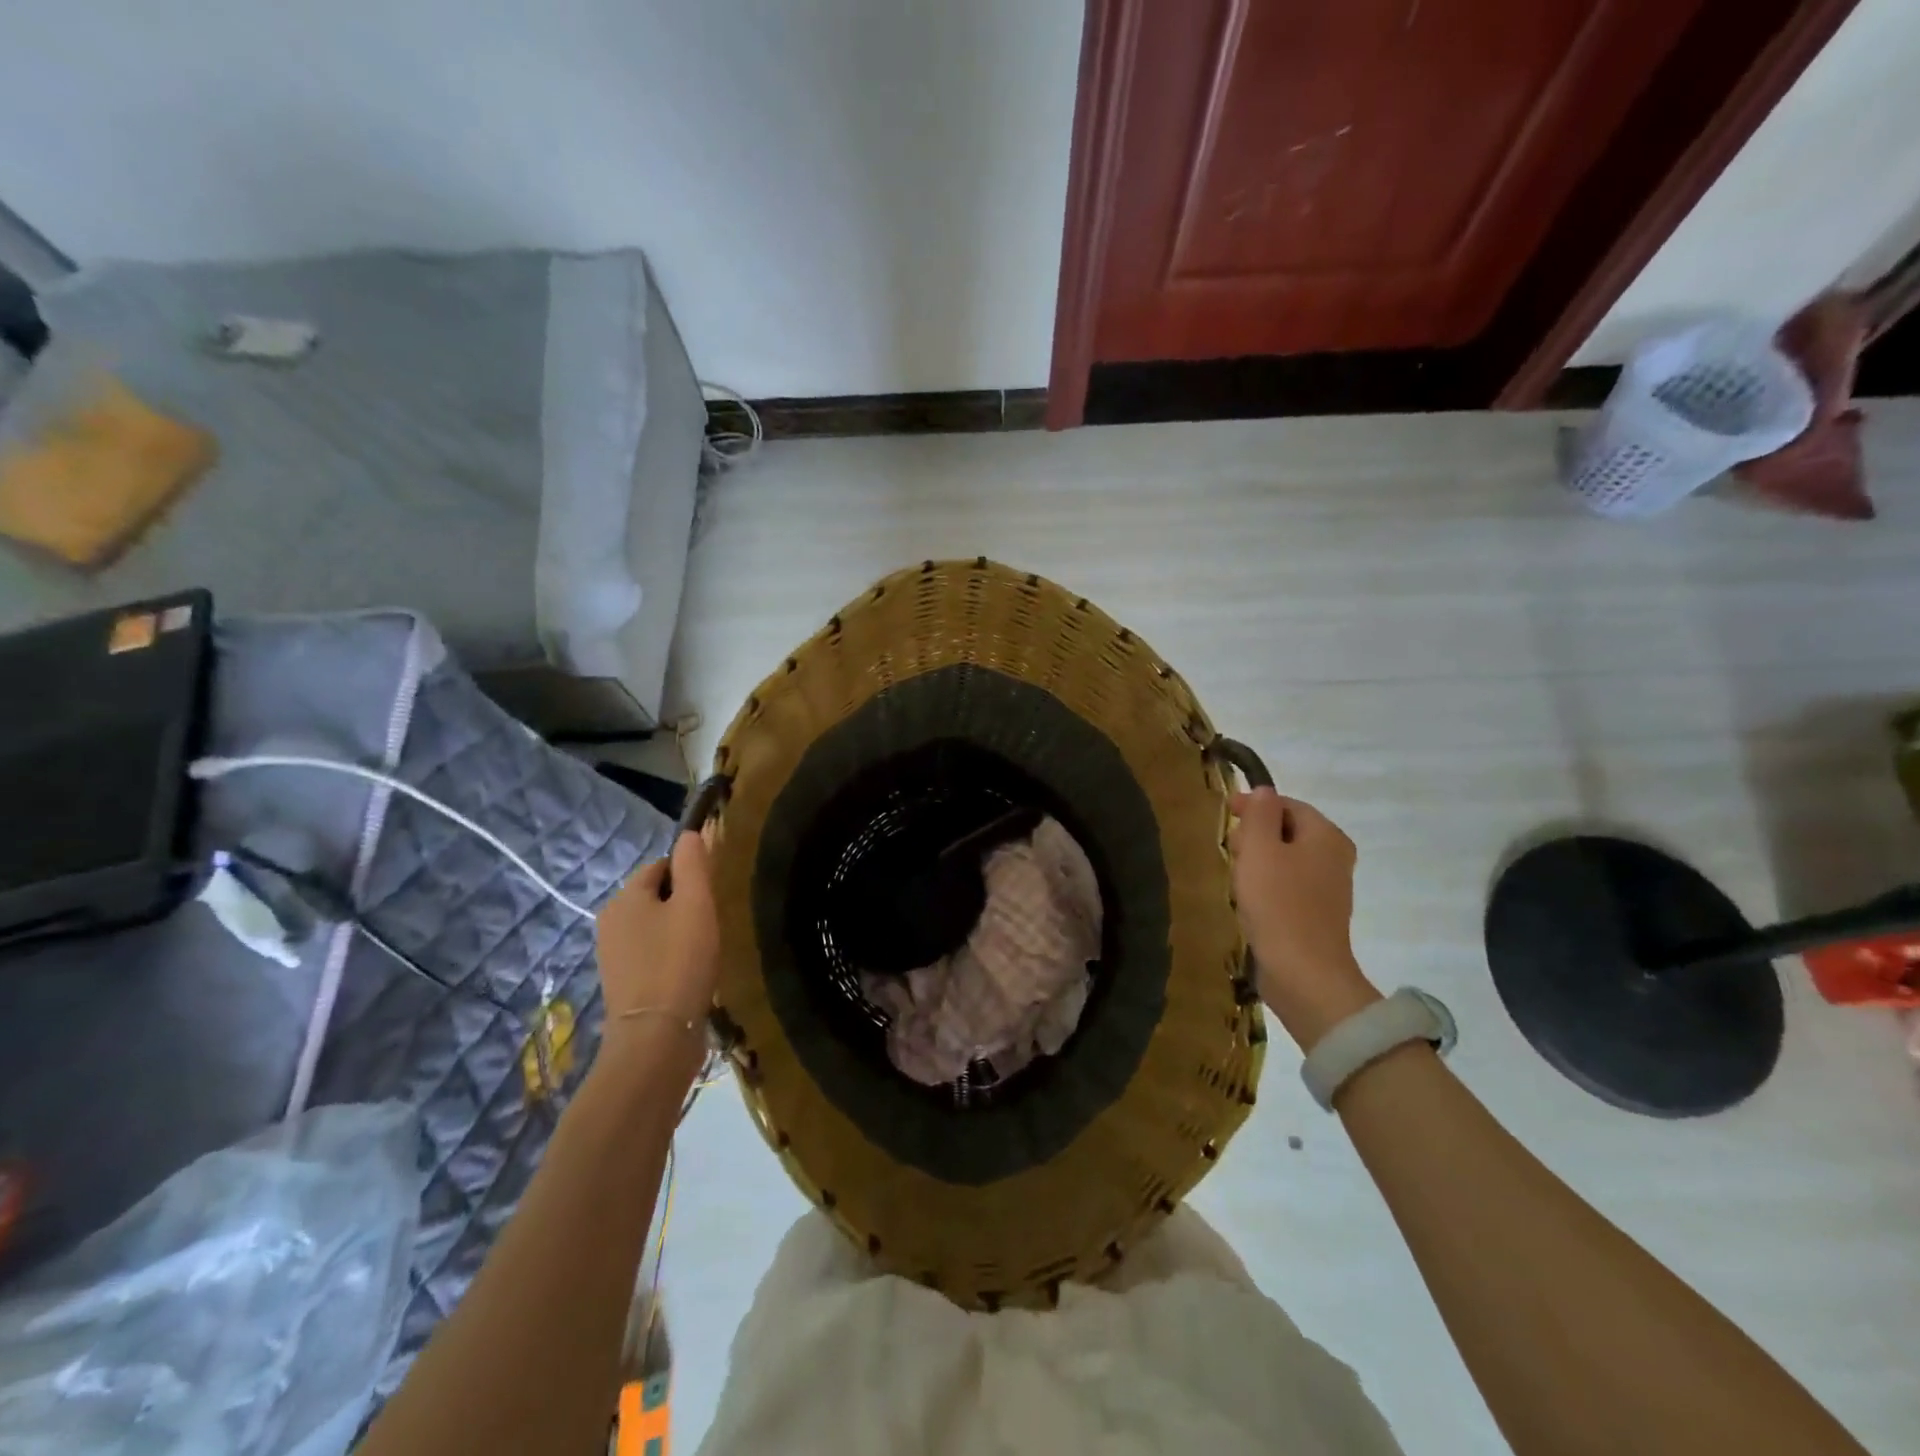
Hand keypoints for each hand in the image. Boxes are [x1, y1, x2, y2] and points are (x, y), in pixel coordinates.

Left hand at [594, 831, 719, 1064]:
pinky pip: (650, 954)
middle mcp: (610, 921)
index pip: (660, 866)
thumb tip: (691, 833)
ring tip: (703, 950)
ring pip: (653, 926)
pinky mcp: (622, 984)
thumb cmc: (679, 961)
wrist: (656, 1036)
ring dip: (678, 931)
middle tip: (711, 923)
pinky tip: (690, 973)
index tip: (712, 896)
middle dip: (683, 904)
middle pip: (655, 896)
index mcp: (624, 898)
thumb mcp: (695, 904)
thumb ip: (693, 864)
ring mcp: (612, 955)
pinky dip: (670, 956)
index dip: (690, 874)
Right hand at [1229, 788, 1378, 1049]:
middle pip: (1286, 831)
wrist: (1303, 974)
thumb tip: (1264, 792)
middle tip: (1228, 850)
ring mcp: (1328, 889)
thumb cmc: (1279, 904)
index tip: (1224, 814)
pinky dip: (1265, 887)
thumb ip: (1260, 814)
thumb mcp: (1260, 849)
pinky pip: (1286, 887)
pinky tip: (1246, 902)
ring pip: (1284, 860)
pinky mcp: (1316, 915)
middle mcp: (1334, 857)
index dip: (1254, 805)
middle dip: (1254, 836)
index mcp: (1326, 836)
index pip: (1286, 804)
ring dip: (1256, 863)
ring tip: (1233, 878)